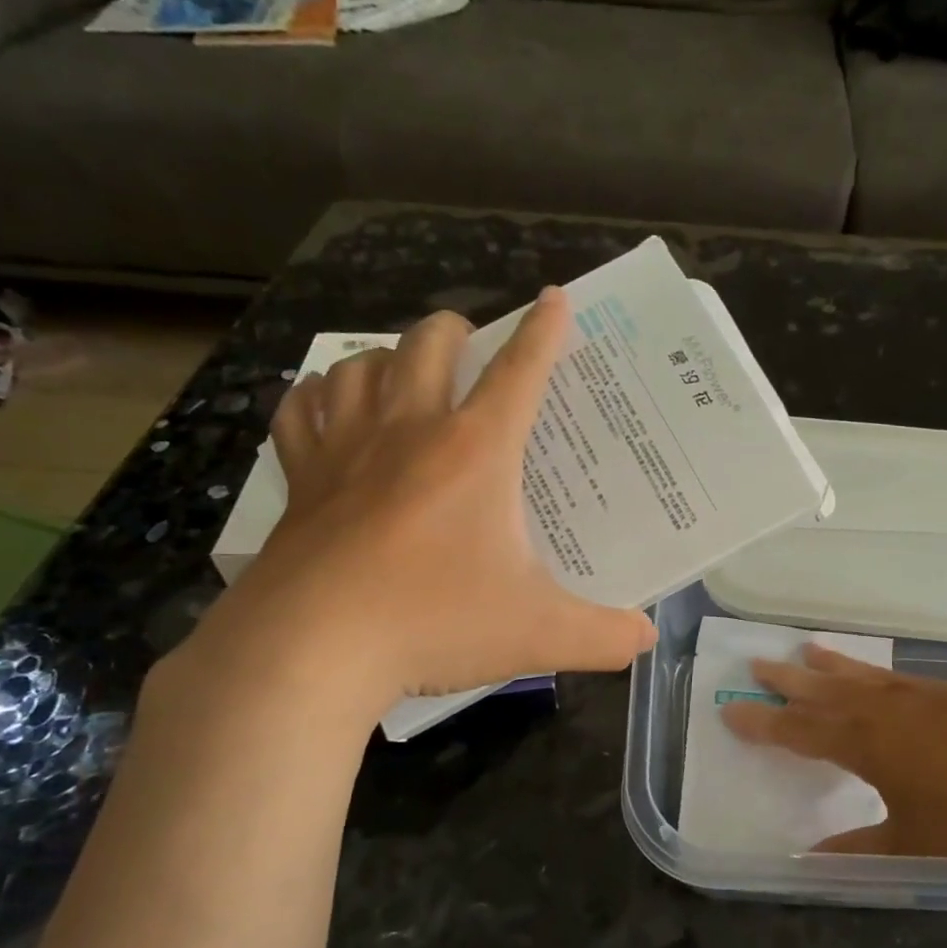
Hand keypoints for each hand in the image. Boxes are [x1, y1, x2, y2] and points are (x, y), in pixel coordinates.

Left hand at [187, 290, 655, 723]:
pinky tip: (330, 407)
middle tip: (472, 349)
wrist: (312, 649)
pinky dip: (320, 397)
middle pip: (430, 343)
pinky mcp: (300, 478)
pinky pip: (302, 409)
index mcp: (477, 451)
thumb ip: (603, 637)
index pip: (520, 372)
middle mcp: (410, 430)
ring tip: (405, 375)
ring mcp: (346, 448)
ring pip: (362, 364)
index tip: (555, 298)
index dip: (544, 331)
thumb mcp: (538, 634)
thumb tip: (646, 639)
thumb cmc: (434, 624)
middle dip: (457, 331)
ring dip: (388, 358)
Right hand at [721, 644, 946, 856]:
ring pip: (857, 676)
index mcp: (862, 743)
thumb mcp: (914, 840)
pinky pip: (892, 676)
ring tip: (804, 649)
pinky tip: (873, 674)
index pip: (797, 731)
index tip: (731, 710)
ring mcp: (916, 695)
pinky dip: (869, 671)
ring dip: (827, 665)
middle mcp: (881, 710)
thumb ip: (861, 846)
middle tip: (755, 664)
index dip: (762, 723)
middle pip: (821, 691)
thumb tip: (814, 859)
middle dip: (785, 681)